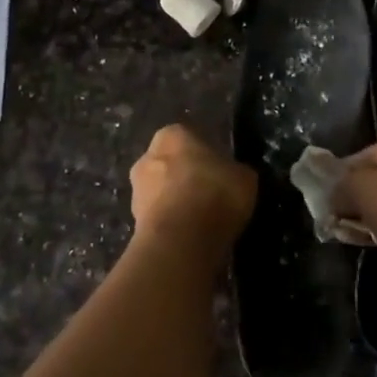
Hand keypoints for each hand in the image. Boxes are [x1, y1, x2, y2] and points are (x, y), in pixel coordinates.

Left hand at [128, 125, 255, 267]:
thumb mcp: (244, 178)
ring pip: (161, 190)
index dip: (207, 155)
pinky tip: (188, 235)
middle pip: (171, 163)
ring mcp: (135, 189)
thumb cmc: (214, 195)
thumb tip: (233, 175)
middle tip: (210, 194)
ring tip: (200, 220)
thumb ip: (235, 171)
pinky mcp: (132, 220)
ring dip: (175, 200)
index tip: (221, 172)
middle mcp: (148, 155)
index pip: (191, 138)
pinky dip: (170, 222)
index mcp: (173, 134)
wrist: (180, 242)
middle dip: (186, 176)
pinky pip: (158, 215)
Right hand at [328, 128, 376, 296]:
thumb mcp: (356, 184)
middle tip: (334, 211)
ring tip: (344, 230)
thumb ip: (338, 186)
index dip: (345, 171)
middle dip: (359, 196)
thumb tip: (327, 195)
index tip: (328, 189)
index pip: (372, 152)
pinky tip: (365, 241)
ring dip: (371, 216)